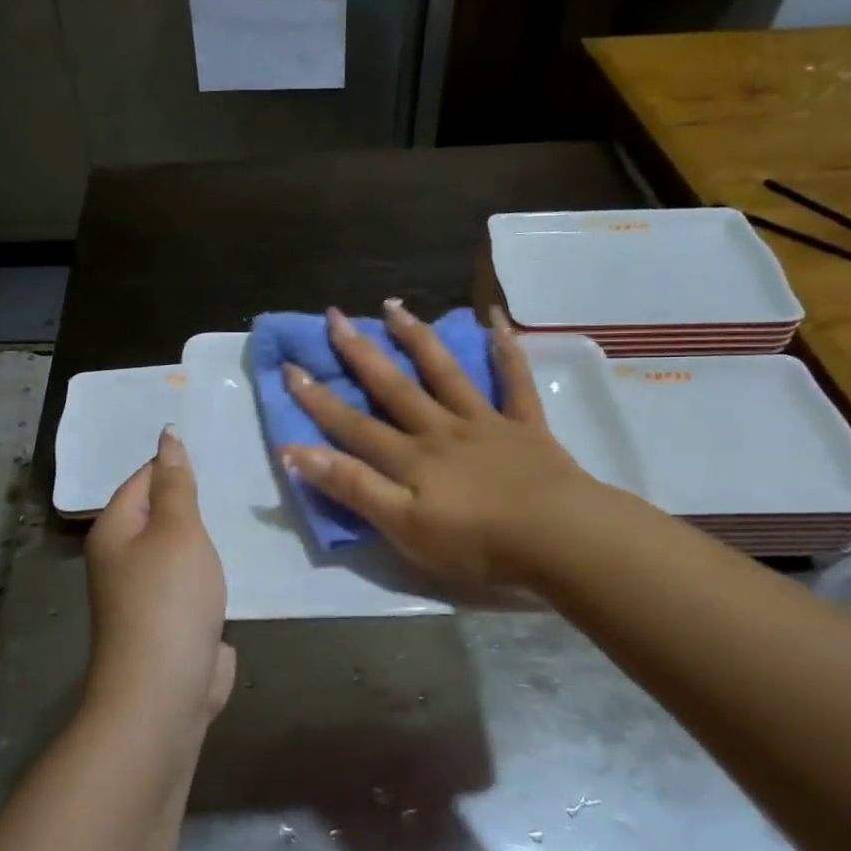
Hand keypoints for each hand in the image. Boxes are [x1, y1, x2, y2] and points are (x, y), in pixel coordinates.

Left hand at [85, 428, 235, 733]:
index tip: (218, 446)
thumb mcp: (177, 529)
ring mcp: (149, 592)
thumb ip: (176, 483)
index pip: (143, 478)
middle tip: (241, 471)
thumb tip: (166, 436)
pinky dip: (216, 568)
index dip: (176, 462)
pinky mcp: (174, 619)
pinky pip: (196, 580)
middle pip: (161, 513)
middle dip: (197, 498)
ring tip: (248, 506)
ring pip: (182, 548)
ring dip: (209, 534)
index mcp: (115, 530)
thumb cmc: (168, 598)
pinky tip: (245, 555)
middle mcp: (124, 558)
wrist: (166, 690)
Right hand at [279, 301, 602, 588]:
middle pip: (393, 387)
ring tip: (392, 307)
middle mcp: (440, 429)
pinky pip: (514, 380)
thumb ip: (353, 488)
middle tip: (334, 317)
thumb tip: (296, 452)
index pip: (353, 425)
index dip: (318, 400)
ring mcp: (484, 422)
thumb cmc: (478, 543)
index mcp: (411, 458)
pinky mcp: (524, 426)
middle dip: (359, 353)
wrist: (560, 538)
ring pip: (444, 372)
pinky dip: (506, 349)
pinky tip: (496, 319)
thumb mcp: (403, 527)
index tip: (290, 367)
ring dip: (417, 338)